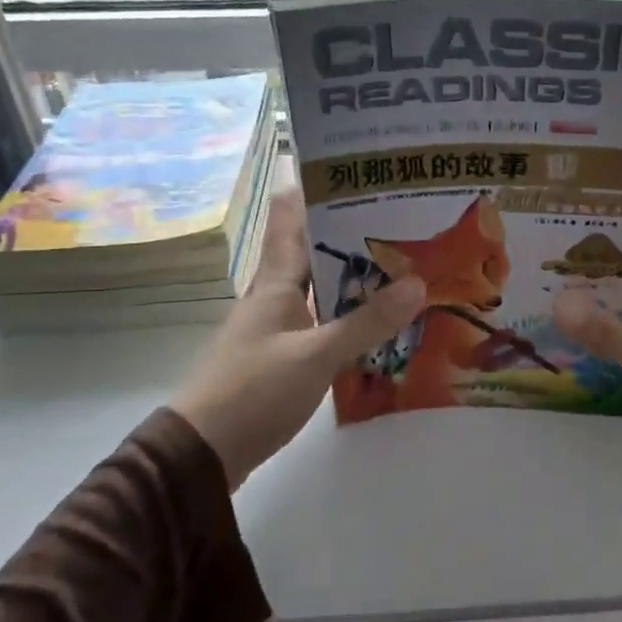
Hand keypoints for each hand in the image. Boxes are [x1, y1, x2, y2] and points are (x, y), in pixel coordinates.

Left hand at [173, 189, 424, 487]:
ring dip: (354, 274)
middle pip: (313, 248)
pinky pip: (322, 320)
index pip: (291, 217)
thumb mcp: (316, 356)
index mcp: (275, 280)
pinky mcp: (282, 355)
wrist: (204, 452)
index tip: (355, 169)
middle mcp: (275, 294)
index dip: (316, 187)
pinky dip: (349, 313)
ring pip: (320, 286)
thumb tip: (417, 284)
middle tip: (403, 217)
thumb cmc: (254, 391)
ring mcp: (277, 325)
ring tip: (402, 262)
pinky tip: (379, 319)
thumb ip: (366, 322)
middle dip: (352, 231)